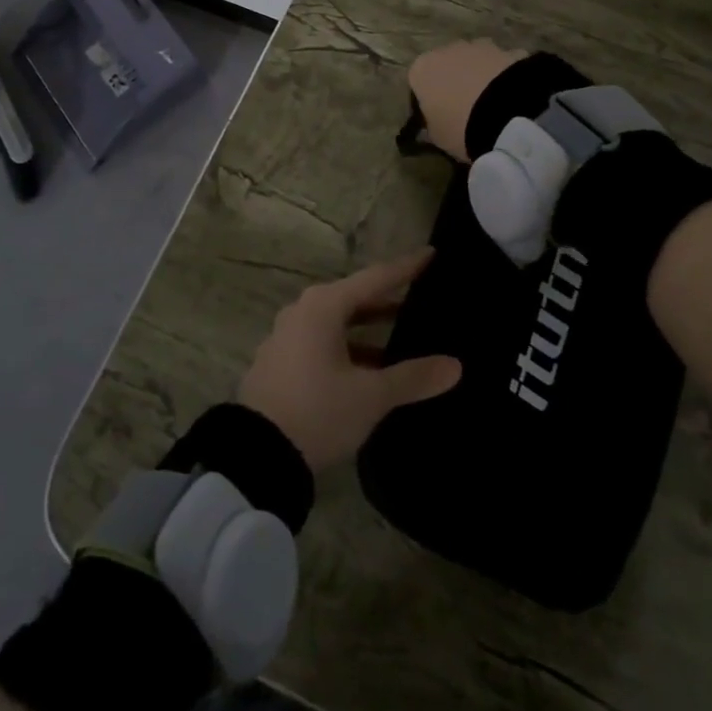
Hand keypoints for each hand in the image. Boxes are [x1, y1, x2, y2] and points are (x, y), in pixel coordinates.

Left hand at [237, 251, 462, 471]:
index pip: (375, 278)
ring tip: (401, 335)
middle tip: (420, 297)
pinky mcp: (280, 362)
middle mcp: (303, 311)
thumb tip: (455, 366)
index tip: (431, 254)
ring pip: (337, 322)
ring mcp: (287, 336)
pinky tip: (369, 367)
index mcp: (324, 306)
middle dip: (387, 299)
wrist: (256, 455)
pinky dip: (349, 345)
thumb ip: (413, 377)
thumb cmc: (318, 411)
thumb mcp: (371, 396)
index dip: (405, 268)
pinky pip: (322, 341)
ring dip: (367, 328)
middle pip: (354, 297)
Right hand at [406, 40, 527, 160]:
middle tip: (465, 112)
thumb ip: (431, 127)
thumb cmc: (460, 126)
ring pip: (473, 63)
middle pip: (445, 67)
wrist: (509, 113)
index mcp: (421, 70)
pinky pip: (499, 66)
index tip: (438, 119)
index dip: (427, 102)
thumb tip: (431, 126)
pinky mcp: (508, 49)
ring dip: (478, 77)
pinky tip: (511, 99)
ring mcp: (478, 46)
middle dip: (453, 84)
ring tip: (491, 106)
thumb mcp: (437, 137)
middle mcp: (446, 50)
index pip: (417, 84)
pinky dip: (502, 77)